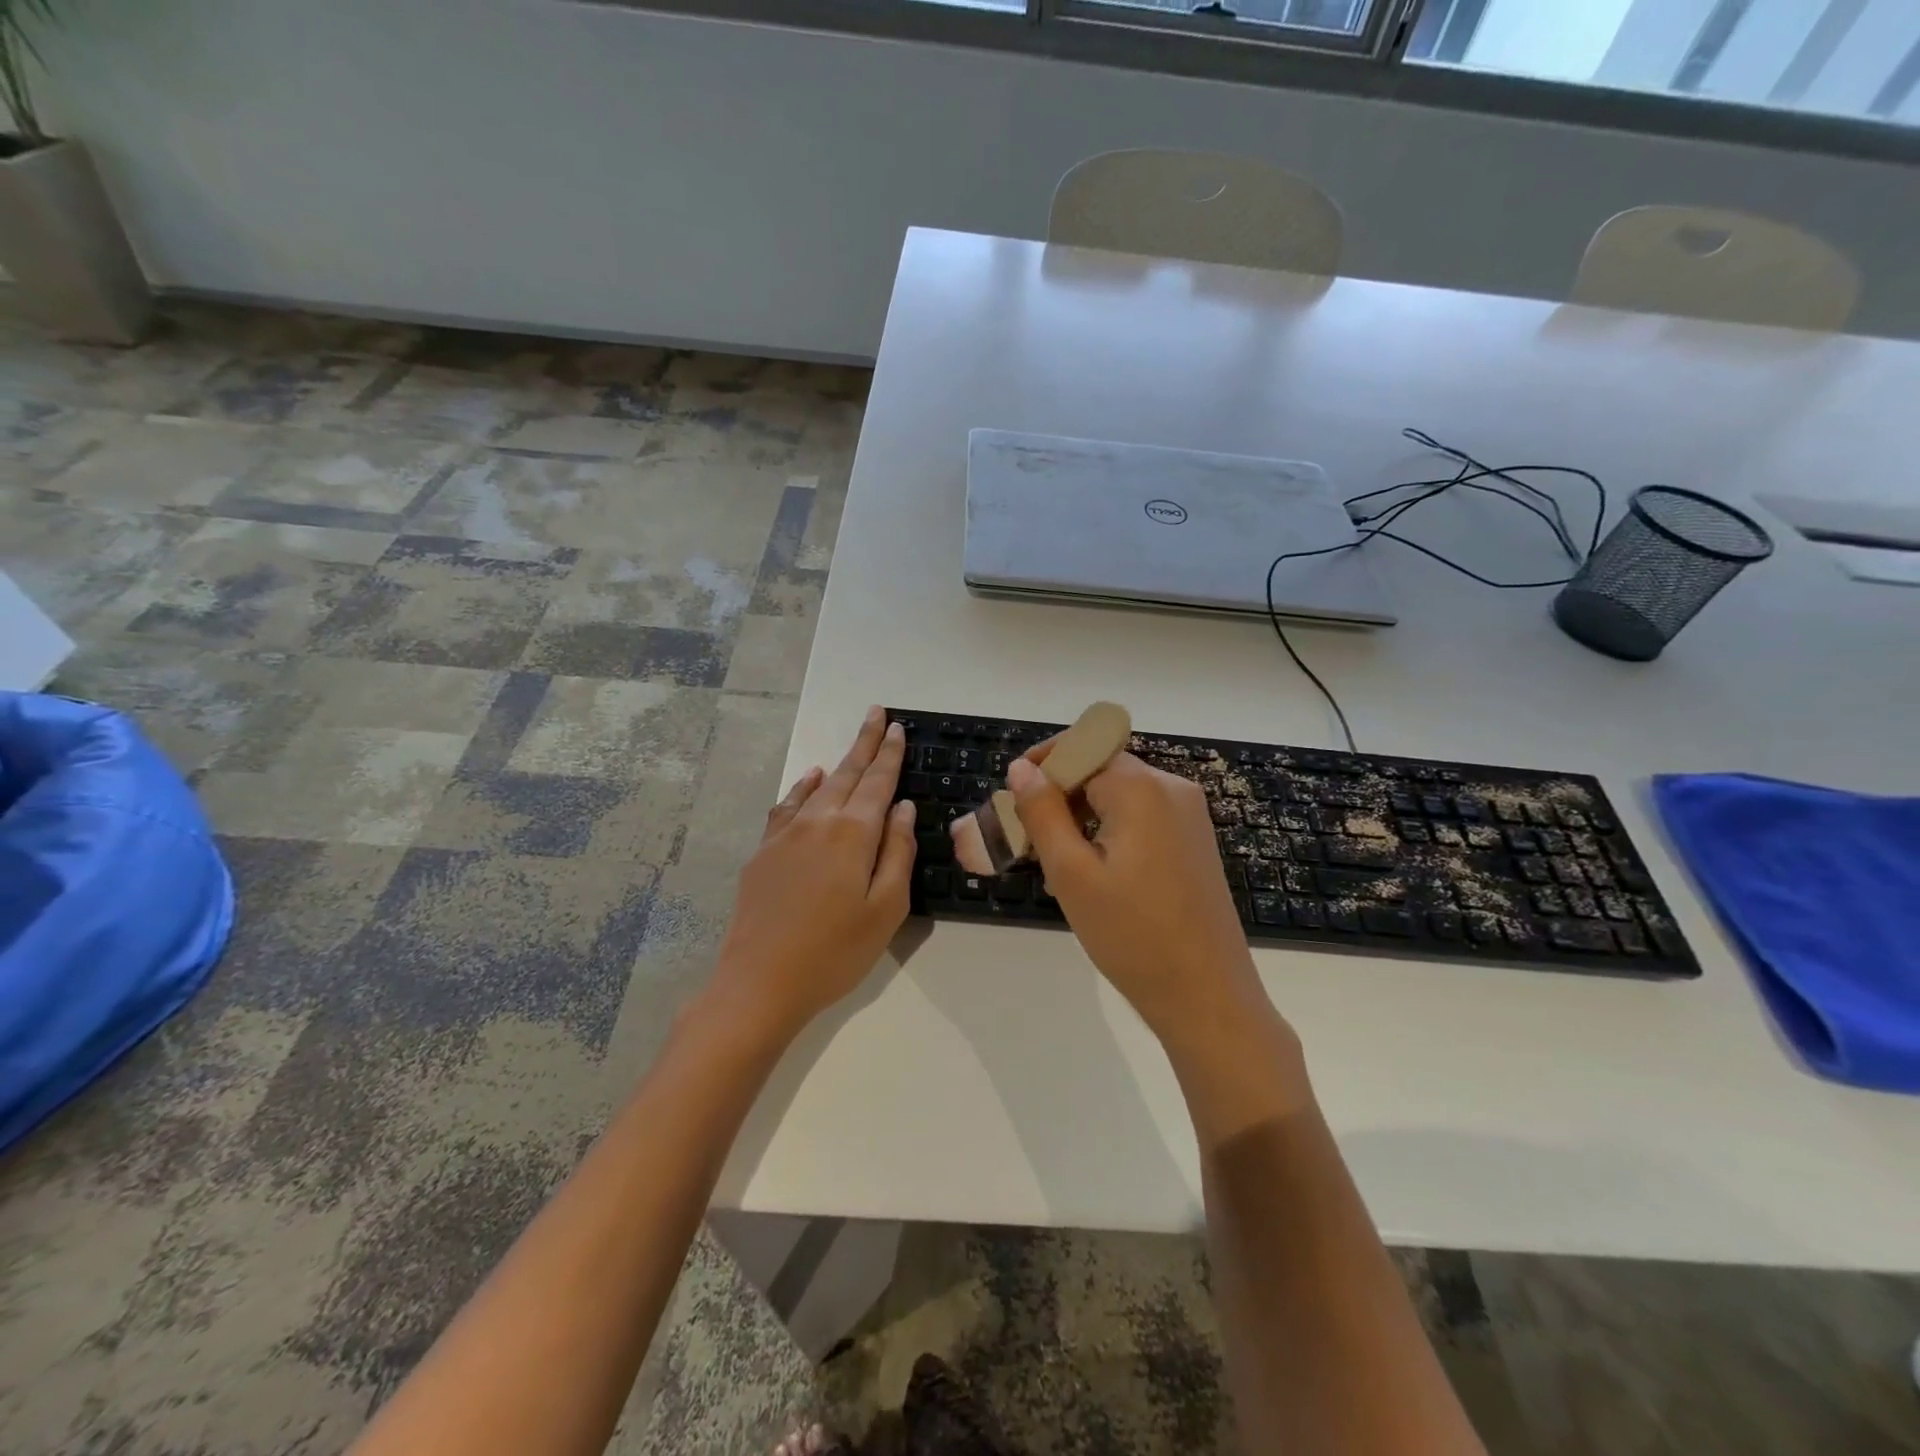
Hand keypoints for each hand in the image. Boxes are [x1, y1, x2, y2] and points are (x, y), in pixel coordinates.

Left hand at [710, 706, 917, 1041]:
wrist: (759, 982)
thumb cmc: (835, 952)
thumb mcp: (886, 909)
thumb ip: (898, 853)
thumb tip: (901, 808)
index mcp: (853, 834)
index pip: (877, 782)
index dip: (889, 754)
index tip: (896, 726)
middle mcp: (818, 822)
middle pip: (848, 774)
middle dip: (865, 743)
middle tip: (876, 714)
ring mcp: (785, 834)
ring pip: (819, 787)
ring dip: (840, 762)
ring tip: (854, 743)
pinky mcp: (764, 851)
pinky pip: (788, 805)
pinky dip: (804, 787)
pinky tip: (811, 779)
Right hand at [1006, 749, 1274, 1047]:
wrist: (1207, 996)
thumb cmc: (1132, 936)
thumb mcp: (1072, 874)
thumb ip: (1042, 812)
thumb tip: (1021, 768)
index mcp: (1141, 788)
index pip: (1080, 748)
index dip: (1041, 764)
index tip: (1011, 797)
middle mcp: (1171, 788)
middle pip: (1101, 766)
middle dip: (1059, 792)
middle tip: (1026, 835)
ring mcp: (1188, 814)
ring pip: (1119, 792)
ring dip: (1081, 812)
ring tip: (1053, 858)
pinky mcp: (1194, 840)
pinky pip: (1141, 814)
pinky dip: (1108, 827)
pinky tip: (1091, 868)